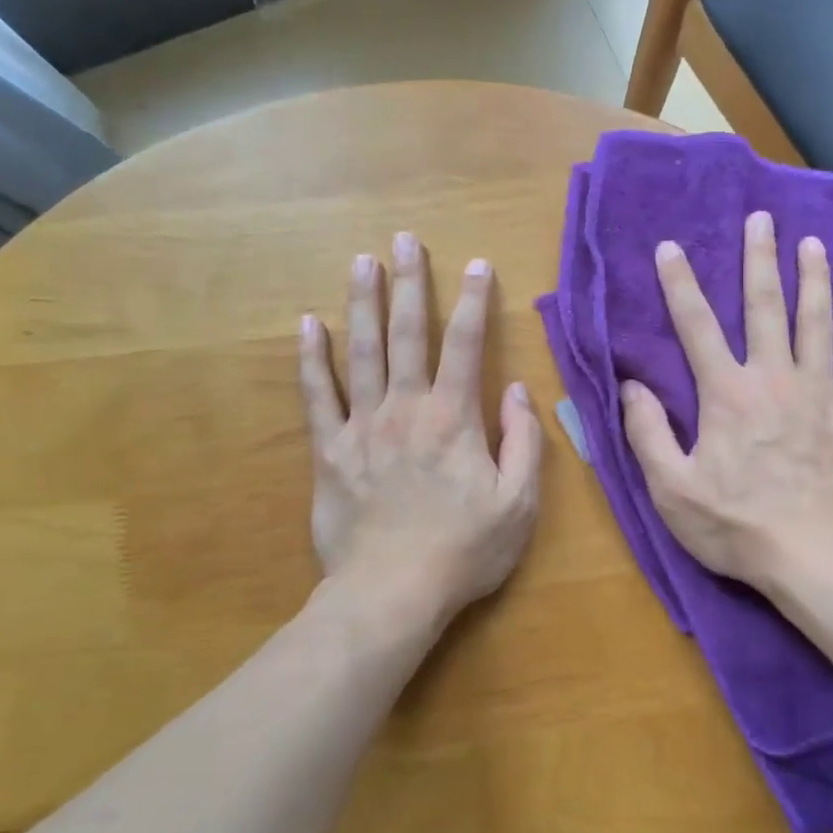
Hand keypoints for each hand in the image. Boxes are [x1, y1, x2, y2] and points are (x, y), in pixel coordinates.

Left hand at [298, 232, 541, 626]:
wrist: (391, 593)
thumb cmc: (464, 550)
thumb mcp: (519, 503)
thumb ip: (525, 442)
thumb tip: (517, 391)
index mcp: (454, 419)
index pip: (467, 346)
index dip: (475, 302)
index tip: (478, 265)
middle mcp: (406, 409)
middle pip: (407, 335)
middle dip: (410, 284)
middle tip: (405, 239)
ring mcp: (362, 427)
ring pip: (361, 352)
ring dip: (363, 303)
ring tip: (362, 261)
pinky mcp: (329, 451)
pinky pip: (317, 395)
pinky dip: (311, 358)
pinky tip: (308, 324)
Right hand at [621, 210, 832, 590]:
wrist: (812, 555)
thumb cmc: (735, 526)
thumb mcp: (671, 488)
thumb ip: (647, 432)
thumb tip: (631, 385)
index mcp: (726, 393)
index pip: (696, 326)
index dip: (680, 284)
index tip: (671, 247)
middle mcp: (774, 378)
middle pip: (766, 307)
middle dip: (760, 259)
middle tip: (762, 219)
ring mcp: (821, 393)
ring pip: (818, 323)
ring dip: (815, 279)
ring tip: (813, 244)